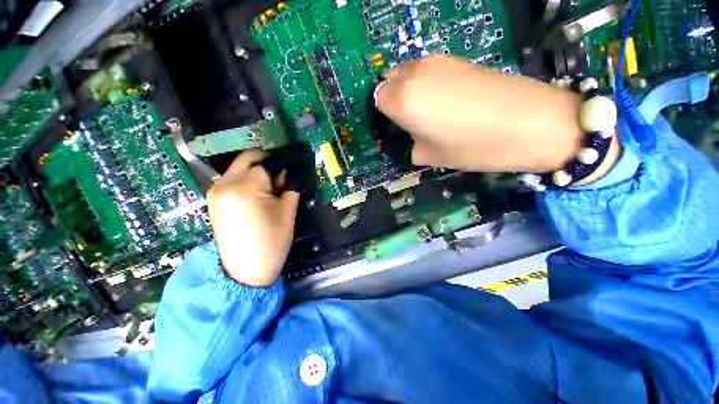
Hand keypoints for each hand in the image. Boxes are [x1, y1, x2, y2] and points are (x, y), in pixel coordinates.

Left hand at [207, 150, 299, 286]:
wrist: (245, 271)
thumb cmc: (272, 242)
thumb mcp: (288, 212)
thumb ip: (290, 187)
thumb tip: (288, 172)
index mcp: (245, 188)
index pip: (266, 163)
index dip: (282, 165)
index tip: (292, 171)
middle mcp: (224, 184)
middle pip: (248, 159)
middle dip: (267, 161)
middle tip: (282, 176)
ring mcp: (215, 191)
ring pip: (240, 168)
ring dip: (257, 171)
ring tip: (271, 188)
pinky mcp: (213, 200)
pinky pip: (232, 179)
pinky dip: (247, 179)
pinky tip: (257, 194)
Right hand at [376, 55, 587, 172]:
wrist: (529, 122)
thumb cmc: (472, 147)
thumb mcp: (430, 156)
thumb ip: (411, 143)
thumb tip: (411, 135)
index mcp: (402, 101)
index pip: (377, 100)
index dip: (384, 115)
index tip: (394, 127)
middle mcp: (413, 74)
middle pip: (387, 81)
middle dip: (391, 99)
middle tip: (406, 119)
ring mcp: (435, 61)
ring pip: (405, 71)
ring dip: (406, 88)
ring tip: (424, 109)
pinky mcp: (454, 59)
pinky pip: (424, 69)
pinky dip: (423, 82)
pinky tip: (441, 98)